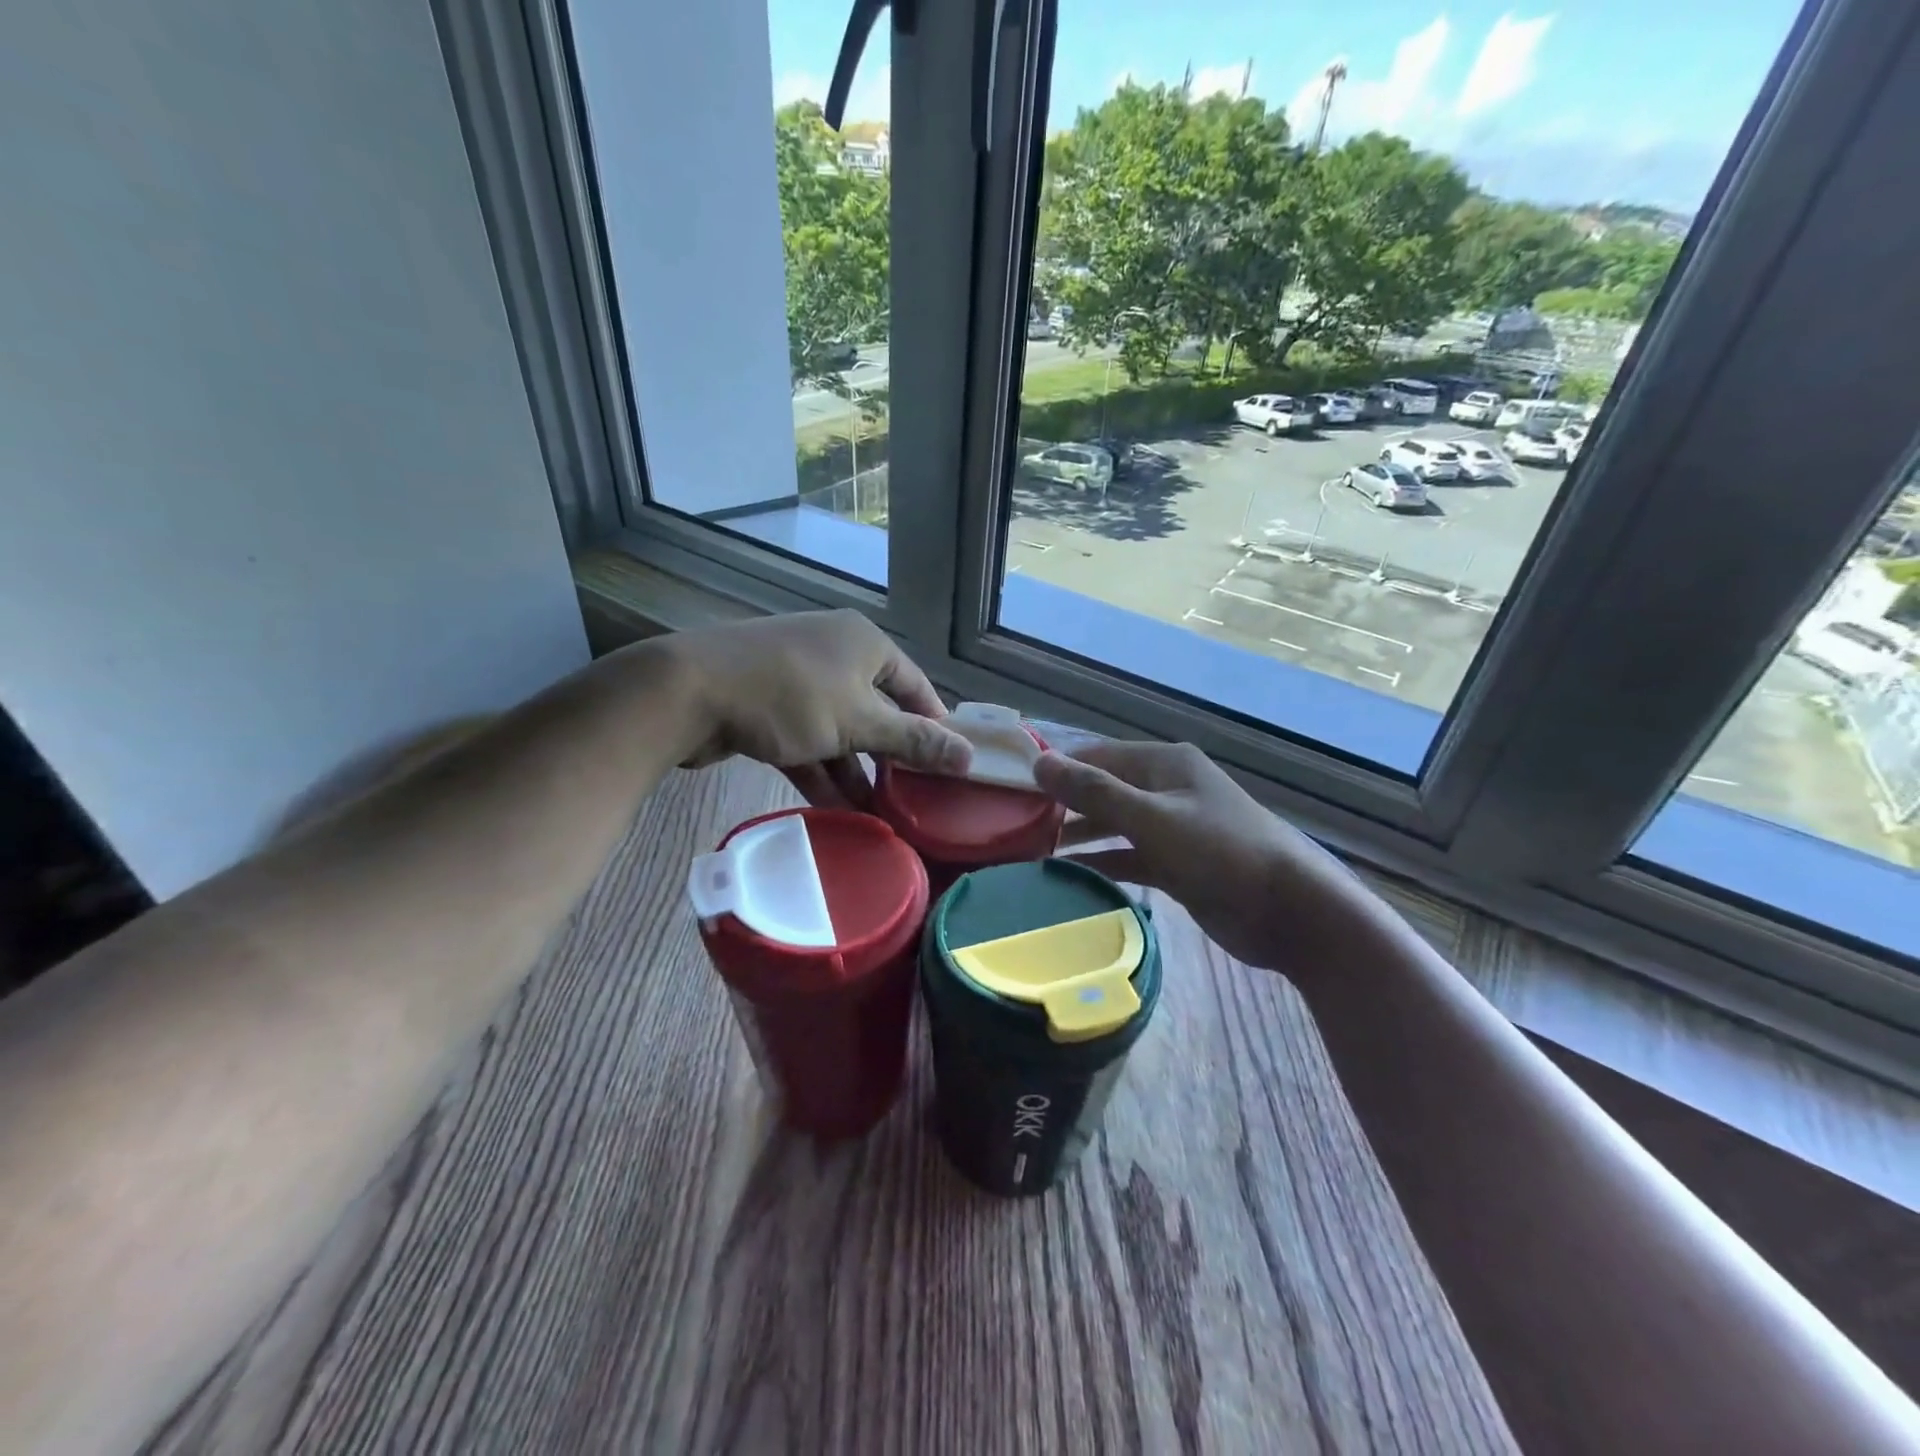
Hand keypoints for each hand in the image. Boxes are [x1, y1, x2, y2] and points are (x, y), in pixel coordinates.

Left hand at [656, 611, 969, 806]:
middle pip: (877, 712)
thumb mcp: (860, 721)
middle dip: (891, 758)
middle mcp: (834, 654)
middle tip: (914, 799)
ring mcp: (797, 681)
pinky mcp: (767, 709)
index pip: (916, 686)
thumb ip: (914, 740)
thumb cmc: (791, 696)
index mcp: (865, 643)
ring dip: (857, 773)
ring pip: (840, 732)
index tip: (948, 768)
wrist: (689, 692)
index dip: (934, 726)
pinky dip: (822, 773)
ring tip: (880, 818)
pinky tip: (838, 811)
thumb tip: (969, 757)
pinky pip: (808, 743)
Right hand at [1033, 740, 1365, 973]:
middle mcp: (1166, 789)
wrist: (1290, 911)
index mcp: (1164, 763)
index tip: (1013, 789)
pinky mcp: (1178, 865)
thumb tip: (1039, 761)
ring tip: (1031, 853)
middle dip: (1063, 806)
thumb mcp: (1152, 818)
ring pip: (1114, 825)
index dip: (1057, 769)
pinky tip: (1069, 876)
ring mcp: (1173, 828)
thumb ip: (1095, 792)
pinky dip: (1102, 864)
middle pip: (1103, 790)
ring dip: (1079, 837)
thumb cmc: (1220, 852)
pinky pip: (1129, 857)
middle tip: (1014, 826)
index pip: (1097, 756)